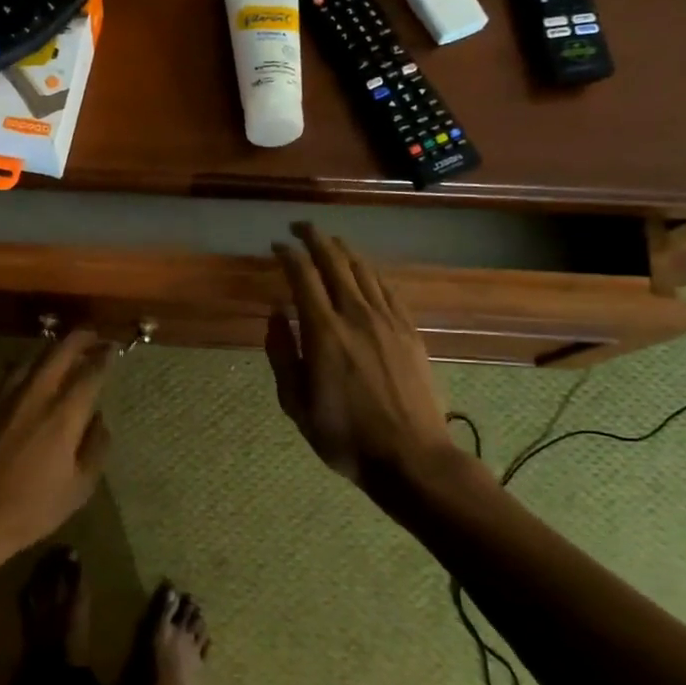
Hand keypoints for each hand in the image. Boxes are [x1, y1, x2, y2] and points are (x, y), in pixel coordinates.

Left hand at [0, 331, 114, 567]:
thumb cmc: (30, 508)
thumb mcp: (79, 488)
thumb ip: (96, 447)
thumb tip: (99, 419)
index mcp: (63, 414)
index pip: (91, 372)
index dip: (105, 356)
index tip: (113, 349)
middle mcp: (34, 394)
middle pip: (59, 351)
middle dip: (80, 338)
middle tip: (92, 337)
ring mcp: (2, 394)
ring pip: (30, 358)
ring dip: (50, 352)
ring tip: (60, 355)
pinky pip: (5, 375)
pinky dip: (21, 371)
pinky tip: (23, 380)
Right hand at [265, 223, 458, 485]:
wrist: (411, 457)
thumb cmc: (344, 435)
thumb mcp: (296, 403)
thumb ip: (282, 354)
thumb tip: (275, 314)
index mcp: (324, 332)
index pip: (302, 276)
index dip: (288, 254)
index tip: (276, 245)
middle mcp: (356, 315)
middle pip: (335, 262)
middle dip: (315, 238)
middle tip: (300, 227)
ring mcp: (388, 321)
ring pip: (363, 270)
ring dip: (343, 250)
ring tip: (329, 242)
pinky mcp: (410, 331)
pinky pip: (387, 289)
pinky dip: (370, 272)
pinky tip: (363, 271)